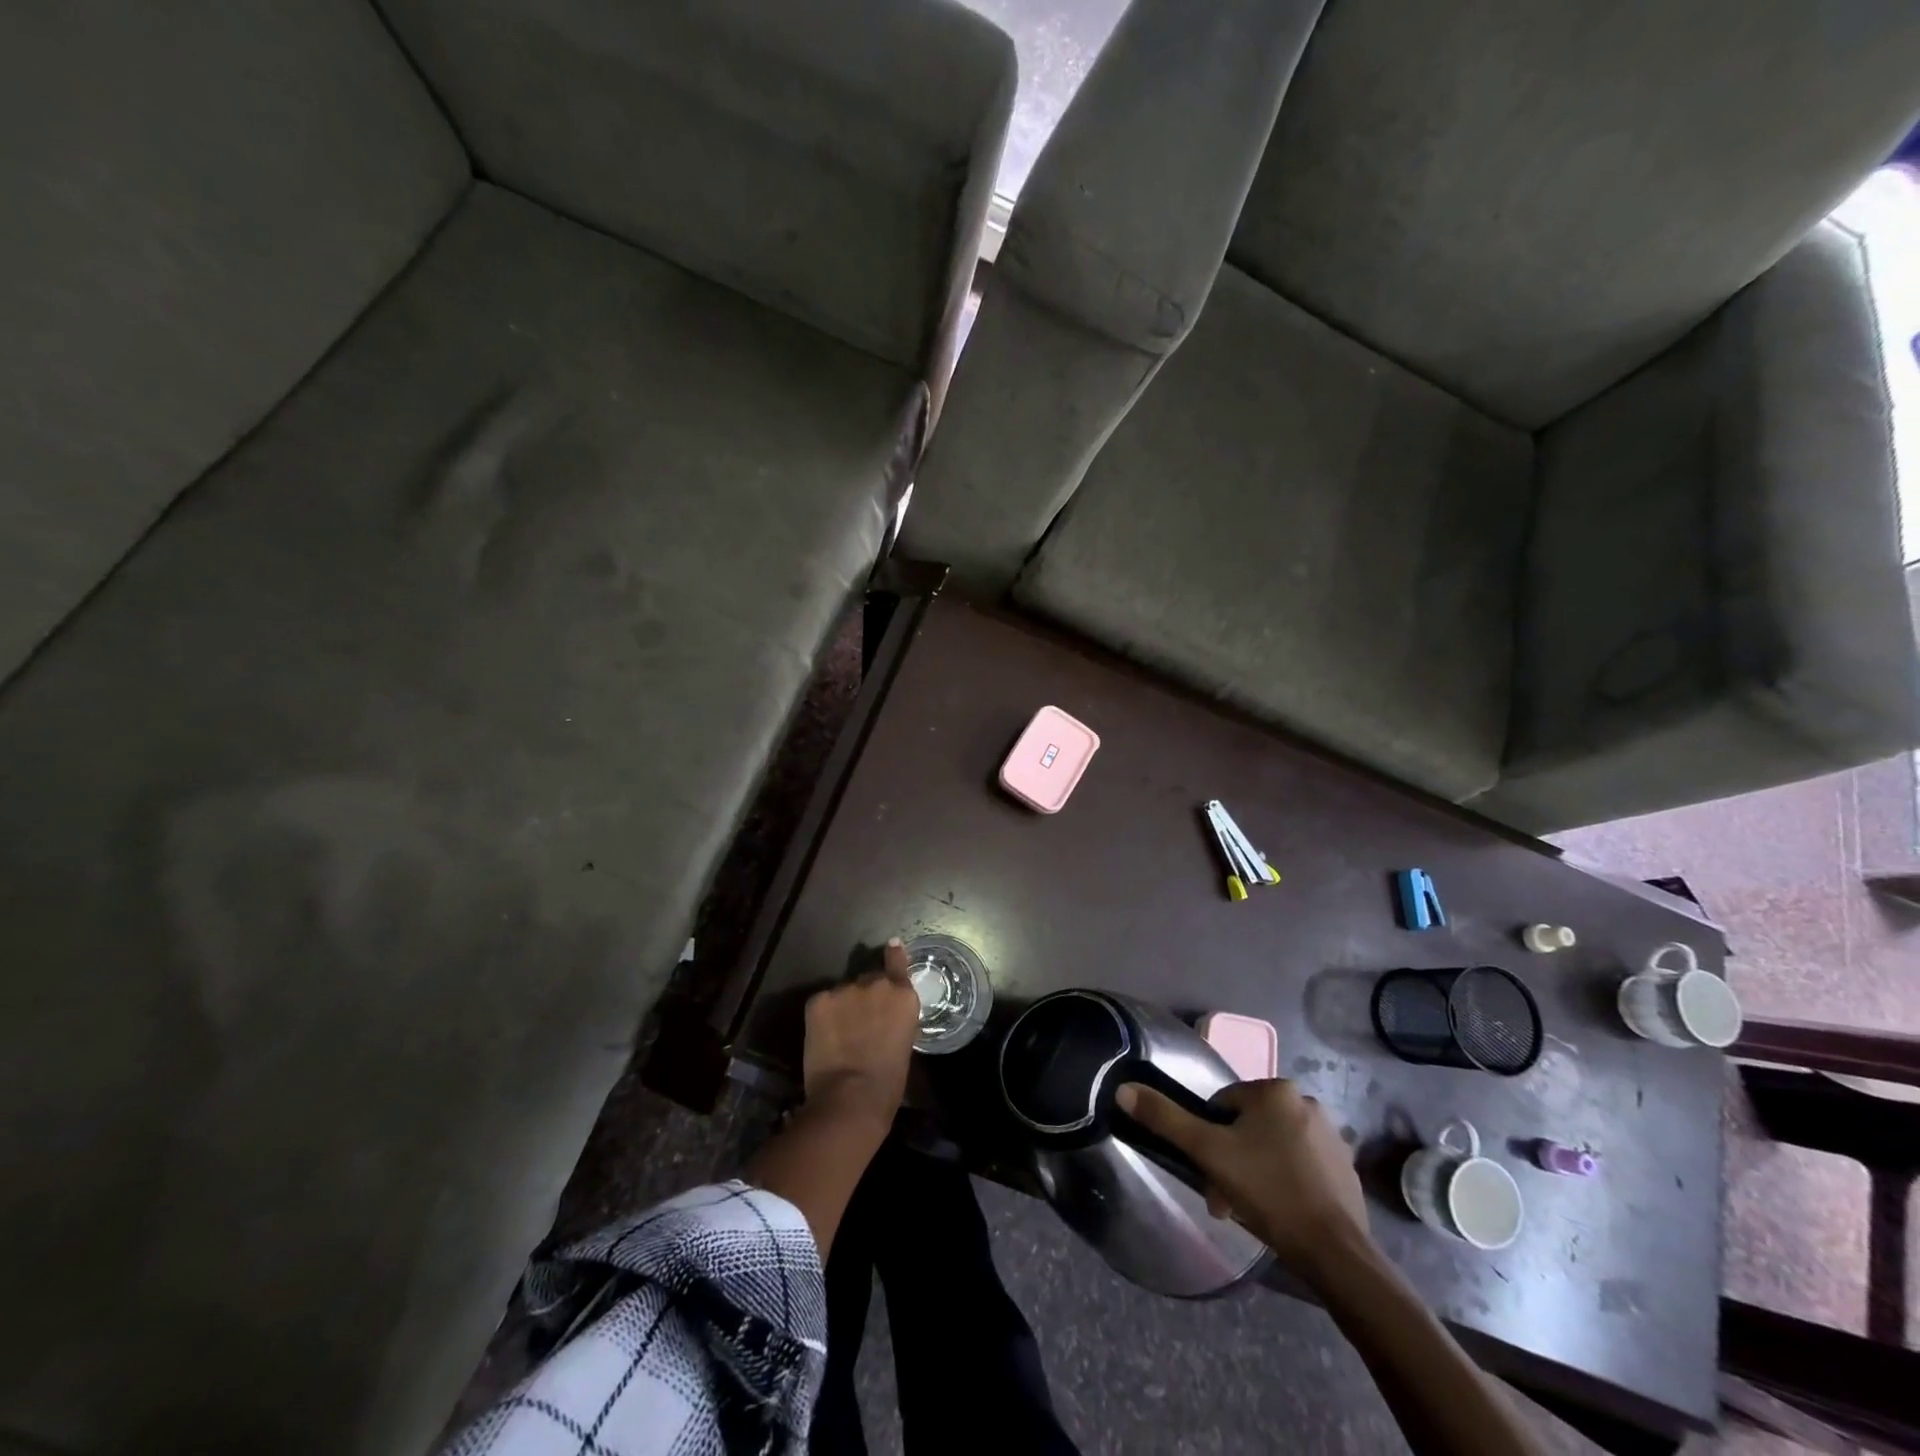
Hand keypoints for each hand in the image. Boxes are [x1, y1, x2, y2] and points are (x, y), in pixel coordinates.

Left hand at [801, 938, 920, 1131]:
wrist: (850, 1098)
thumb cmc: (888, 1084)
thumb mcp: (904, 1043)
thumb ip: (896, 1019)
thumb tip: (885, 1017)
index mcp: (903, 995)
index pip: (897, 962)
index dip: (894, 955)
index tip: (892, 945)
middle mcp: (875, 984)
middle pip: (869, 980)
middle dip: (865, 996)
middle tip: (860, 1022)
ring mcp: (845, 989)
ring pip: (843, 993)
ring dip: (843, 1006)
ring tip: (839, 1034)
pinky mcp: (818, 1000)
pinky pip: (822, 1003)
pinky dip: (823, 1016)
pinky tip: (823, 1038)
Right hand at [1116, 1077, 1370, 1279]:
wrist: (1335, 1252)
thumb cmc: (1267, 1191)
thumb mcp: (1207, 1152)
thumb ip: (1165, 1118)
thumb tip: (1123, 1088)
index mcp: (1275, 1089)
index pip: (1223, 1105)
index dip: (1209, 1138)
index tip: (1208, 1172)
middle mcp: (1306, 1101)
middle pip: (1250, 1126)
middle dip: (1232, 1158)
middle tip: (1224, 1196)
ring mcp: (1332, 1135)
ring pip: (1275, 1145)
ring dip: (1257, 1170)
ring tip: (1250, 1209)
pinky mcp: (1347, 1168)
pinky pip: (1302, 1165)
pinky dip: (1287, 1181)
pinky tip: (1282, 1212)